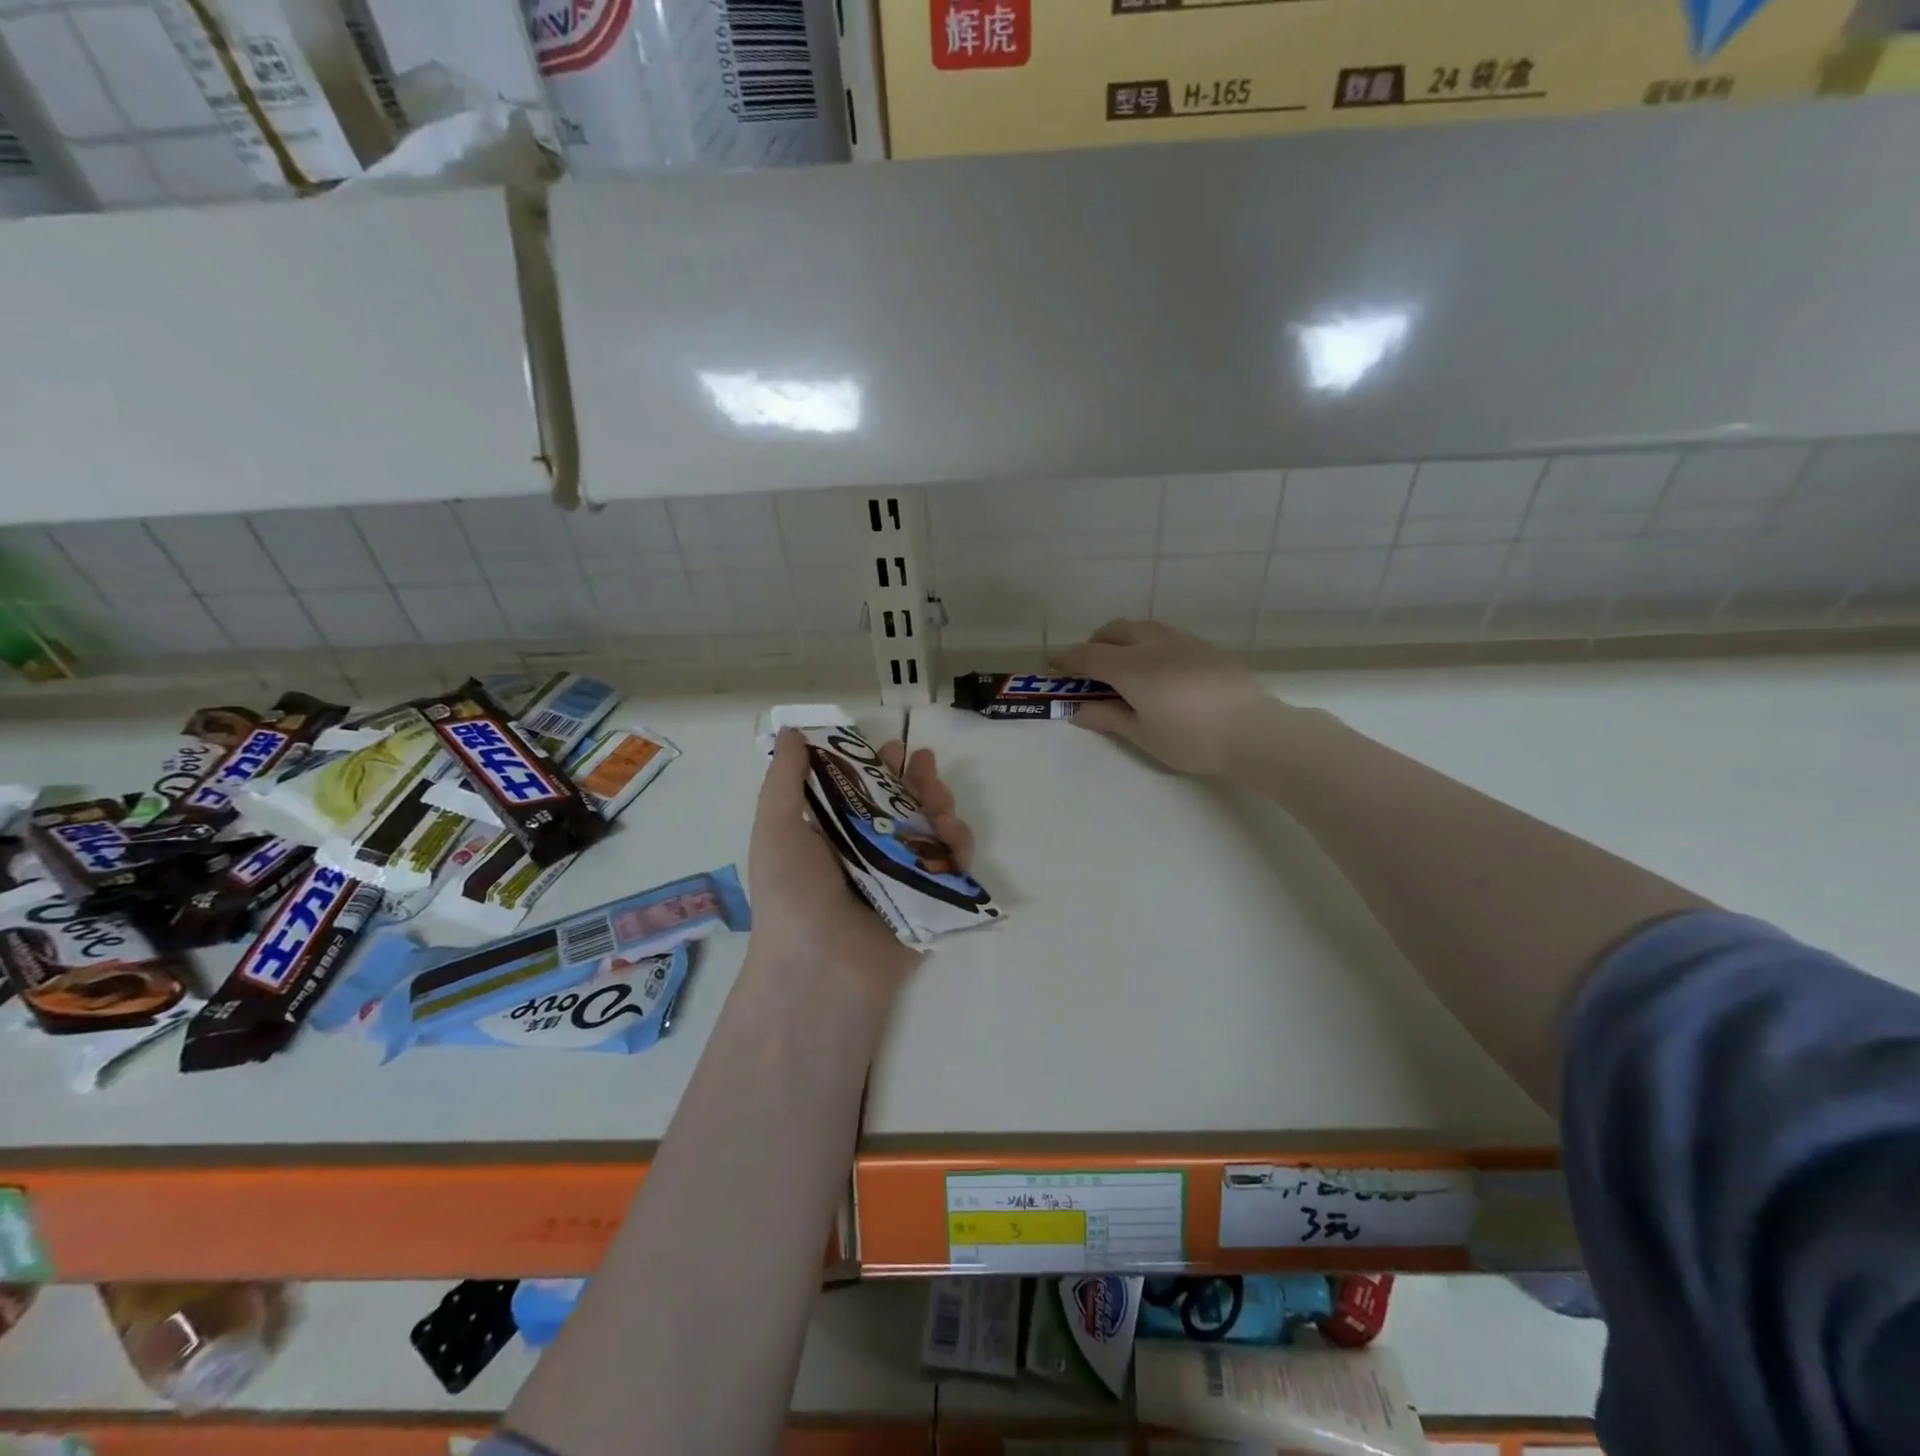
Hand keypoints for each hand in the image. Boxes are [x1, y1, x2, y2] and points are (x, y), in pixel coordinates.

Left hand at [748, 729, 973, 996]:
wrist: (820, 969)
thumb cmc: (793, 893)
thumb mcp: (775, 828)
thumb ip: (785, 778)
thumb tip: (792, 731)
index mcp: (833, 834)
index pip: (861, 789)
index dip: (877, 765)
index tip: (893, 748)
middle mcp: (868, 851)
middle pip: (903, 804)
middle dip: (918, 780)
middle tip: (925, 764)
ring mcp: (901, 876)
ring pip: (932, 829)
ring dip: (941, 805)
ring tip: (941, 799)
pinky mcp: (930, 900)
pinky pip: (953, 865)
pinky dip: (959, 844)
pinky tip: (954, 834)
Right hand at [1052, 619, 1280, 776]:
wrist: (1255, 732)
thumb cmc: (1191, 739)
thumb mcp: (1143, 735)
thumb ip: (1108, 718)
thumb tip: (1077, 710)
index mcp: (1131, 667)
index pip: (1089, 655)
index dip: (1068, 660)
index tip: (1054, 667)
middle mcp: (1153, 644)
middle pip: (1114, 630)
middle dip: (1095, 643)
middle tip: (1090, 668)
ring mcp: (1183, 642)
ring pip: (1142, 627)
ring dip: (1123, 639)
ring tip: (1123, 666)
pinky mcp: (1205, 647)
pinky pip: (1165, 635)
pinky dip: (1148, 643)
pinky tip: (1158, 671)